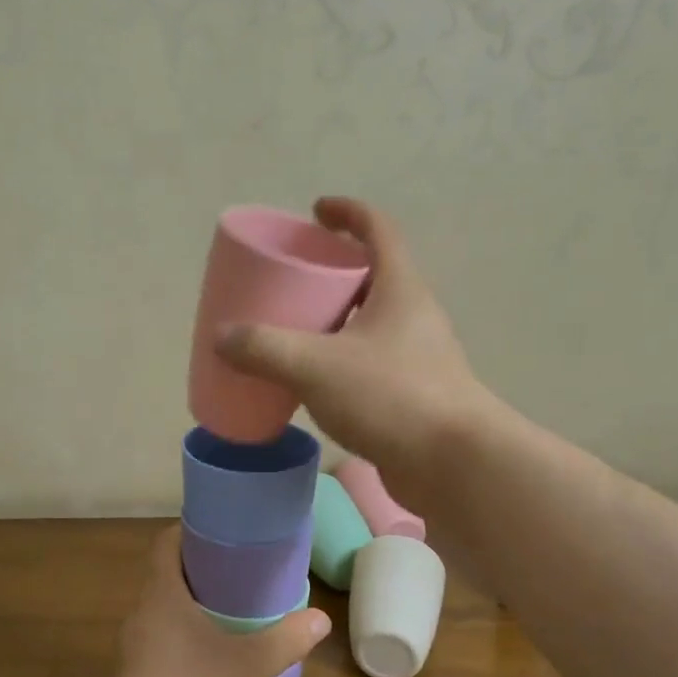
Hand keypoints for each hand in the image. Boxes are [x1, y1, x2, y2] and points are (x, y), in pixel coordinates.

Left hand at [98, 526, 328, 676]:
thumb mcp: (247, 666)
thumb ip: (285, 640)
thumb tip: (321, 618)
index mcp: (161, 594)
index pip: (166, 543)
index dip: (191, 530)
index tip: (225, 532)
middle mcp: (144, 614)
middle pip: (171, 576)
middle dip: (205, 572)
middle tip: (246, 574)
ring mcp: (139, 649)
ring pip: (170, 614)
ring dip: (199, 610)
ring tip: (240, 615)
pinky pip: (169, 646)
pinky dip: (193, 643)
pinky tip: (222, 660)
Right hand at [215, 197, 490, 512]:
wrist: (454, 465)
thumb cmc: (390, 396)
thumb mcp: (316, 366)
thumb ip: (265, 348)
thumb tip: (223, 338)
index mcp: (400, 290)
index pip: (379, 230)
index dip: (348, 213)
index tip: (317, 211)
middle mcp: (414, 317)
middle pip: (374, 277)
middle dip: (335, 272)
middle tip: (295, 280)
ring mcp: (418, 358)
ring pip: (372, 325)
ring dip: (338, 321)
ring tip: (296, 332)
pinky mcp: (413, 396)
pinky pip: (370, 365)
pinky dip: (341, 363)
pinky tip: (314, 384)